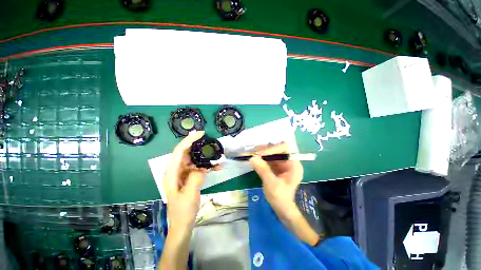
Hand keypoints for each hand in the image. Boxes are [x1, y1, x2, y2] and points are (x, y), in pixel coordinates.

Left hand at [163, 130, 208, 230]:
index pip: (179, 152)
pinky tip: (218, 167)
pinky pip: (199, 168)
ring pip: (194, 159)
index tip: (200, 134)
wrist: (182, 223)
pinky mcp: (190, 177)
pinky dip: (208, 166)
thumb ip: (195, 178)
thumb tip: (202, 167)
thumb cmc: (183, 211)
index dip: (189, 141)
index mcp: (172, 173)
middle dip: (198, 145)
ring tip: (216, 155)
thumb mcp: (189, 196)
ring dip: (205, 157)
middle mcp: (176, 171)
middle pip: (186, 152)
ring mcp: (184, 174)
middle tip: (209, 140)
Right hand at [249, 142, 302, 219]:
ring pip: (271, 153)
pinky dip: (261, 158)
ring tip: (251, 154)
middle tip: (253, 153)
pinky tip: (253, 159)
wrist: (281, 208)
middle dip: (265, 150)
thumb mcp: (272, 184)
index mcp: (294, 165)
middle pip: (277, 149)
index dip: (273, 149)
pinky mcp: (276, 166)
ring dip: (261, 153)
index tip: (260, 154)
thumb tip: (252, 158)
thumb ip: (263, 170)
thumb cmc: (280, 198)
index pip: (285, 148)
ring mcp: (282, 163)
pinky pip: (268, 158)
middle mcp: (289, 161)